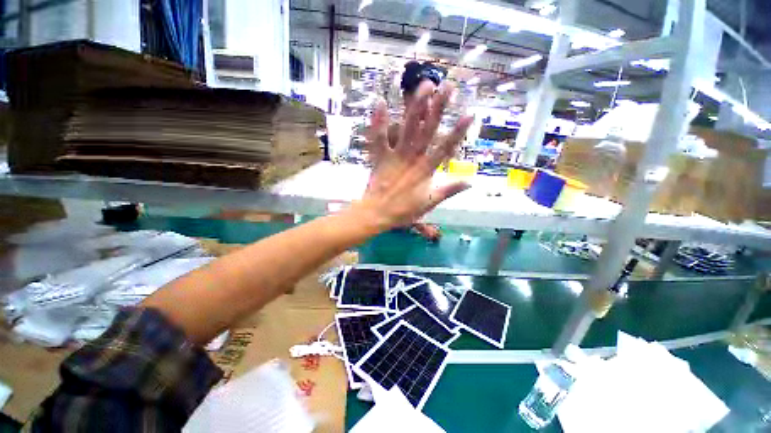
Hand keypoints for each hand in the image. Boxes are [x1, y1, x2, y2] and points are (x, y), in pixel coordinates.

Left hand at [355, 81, 473, 230]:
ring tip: (424, 86)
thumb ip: (448, 191)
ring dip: (416, 107)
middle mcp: (412, 158)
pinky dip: (378, 122)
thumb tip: (470, 182)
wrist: (378, 214)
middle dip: (438, 108)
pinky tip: (379, 102)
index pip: (445, 148)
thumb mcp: (429, 203)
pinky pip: (379, 138)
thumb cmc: (404, 210)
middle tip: (447, 86)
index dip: (457, 132)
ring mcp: (395, 156)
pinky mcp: (380, 157)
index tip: (469, 114)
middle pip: (427, 131)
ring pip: (407, 128)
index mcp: (425, 170)